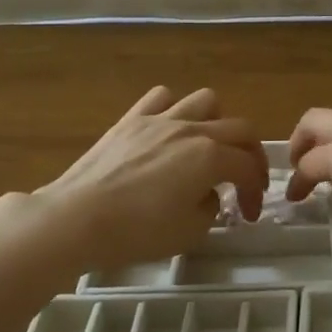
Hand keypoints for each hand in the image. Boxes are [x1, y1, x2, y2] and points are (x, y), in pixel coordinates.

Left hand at [0, 87, 267, 273]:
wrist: (76, 219)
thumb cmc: (136, 231)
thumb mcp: (188, 233)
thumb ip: (210, 208)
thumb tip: (207, 194)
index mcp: (210, 157)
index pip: (249, 166)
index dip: (255, 190)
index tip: (248, 214)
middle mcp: (192, 129)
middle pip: (239, 128)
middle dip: (250, 154)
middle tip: (245, 179)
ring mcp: (160, 119)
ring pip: (206, 101)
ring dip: (217, 122)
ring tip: (208, 145)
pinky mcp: (131, 119)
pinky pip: (162, 97)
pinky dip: (174, 108)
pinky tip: (169, 130)